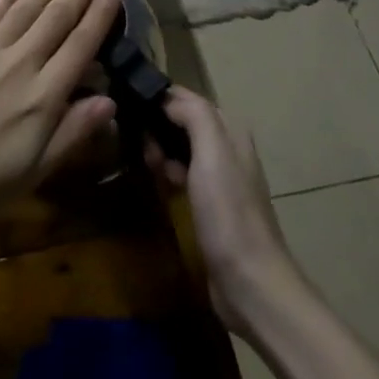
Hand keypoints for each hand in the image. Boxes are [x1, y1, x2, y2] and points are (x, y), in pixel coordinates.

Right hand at [146, 87, 296, 333]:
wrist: (250, 282)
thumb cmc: (229, 213)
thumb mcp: (213, 153)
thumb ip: (194, 115)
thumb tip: (166, 97)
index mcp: (231, 131)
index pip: (188, 98)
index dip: (159, 96)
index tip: (127, 101)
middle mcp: (227, 149)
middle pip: (183, 121)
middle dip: (157, 125)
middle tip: (137, 141)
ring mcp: (220, 179)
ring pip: (180, 147)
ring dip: (160, 150)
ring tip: (146, 164)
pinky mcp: (210, 205)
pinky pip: (181, 174)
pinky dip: (167, 172)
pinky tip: (158, 183)